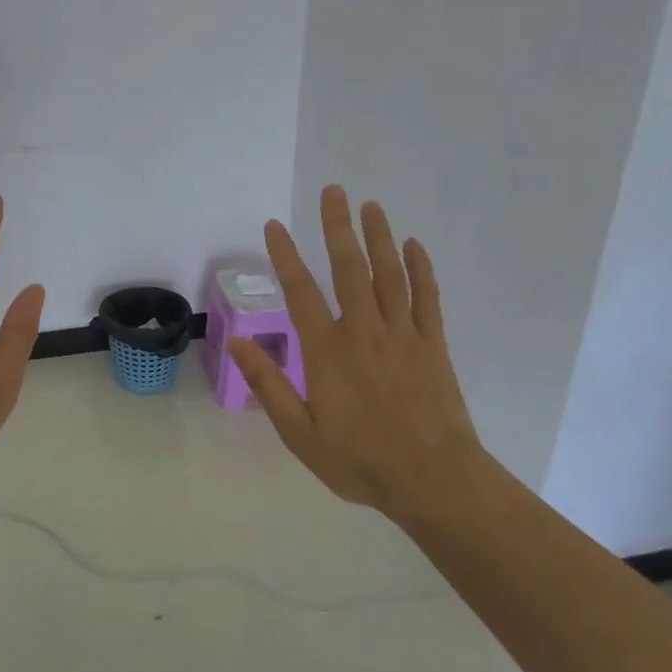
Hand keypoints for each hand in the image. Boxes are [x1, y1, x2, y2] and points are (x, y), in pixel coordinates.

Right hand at [228, 187, 484, 517]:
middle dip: (338, 227)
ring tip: (370, 205)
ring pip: (389, 274)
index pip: (301, 292)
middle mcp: (364, 331)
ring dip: (378, 237)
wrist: (434, 480)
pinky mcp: (432, 345)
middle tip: (333, 191)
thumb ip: (269, 385)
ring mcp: (403, 334)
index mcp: (328, 351)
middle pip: (350, 268)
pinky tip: (414, 246)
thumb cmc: (360, 461)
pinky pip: (426, 297)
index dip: (285, 256)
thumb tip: (238, 343)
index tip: (274, 225)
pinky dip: (421, 268)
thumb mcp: (300, 433)